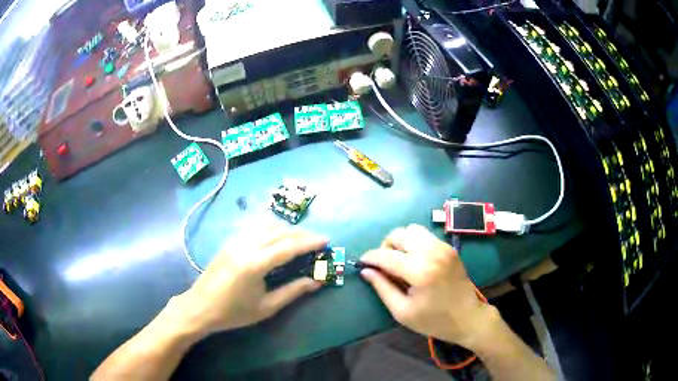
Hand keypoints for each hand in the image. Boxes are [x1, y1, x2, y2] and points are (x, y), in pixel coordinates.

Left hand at [174, 225, 326, 335]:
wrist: (200, 307)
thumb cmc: (234, 312)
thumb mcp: (266, 307)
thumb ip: (292, 291)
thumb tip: (316, 282)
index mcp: (255, 263)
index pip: (288, 246)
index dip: (309, 242)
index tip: (326, 240)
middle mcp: (245, 245)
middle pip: (279, 232)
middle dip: (301, 234)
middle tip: (317, 240)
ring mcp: (235, 241)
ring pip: (266, 225)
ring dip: (286, 229)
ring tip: (300, 239)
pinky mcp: (229, 242)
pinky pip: (255, 228)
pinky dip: (271, 229)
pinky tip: (276, 238)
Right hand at [360, 224, 495, 349]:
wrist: (468, 317)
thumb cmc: (434, 320)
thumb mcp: (403, 312)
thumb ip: (382, 288)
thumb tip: (365, 271)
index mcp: (420, 271)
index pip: (386, 255)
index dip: (370, 257)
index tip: (361, 263)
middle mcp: (432, 252)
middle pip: (399, 234)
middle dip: (386, 247)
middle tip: (384, 265)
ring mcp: (443, 247)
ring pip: (412, 230)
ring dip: (401, 242)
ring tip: (400, 261)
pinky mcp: (449, 247)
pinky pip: (425, 235)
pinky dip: (414, 243)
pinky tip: (415, 261)